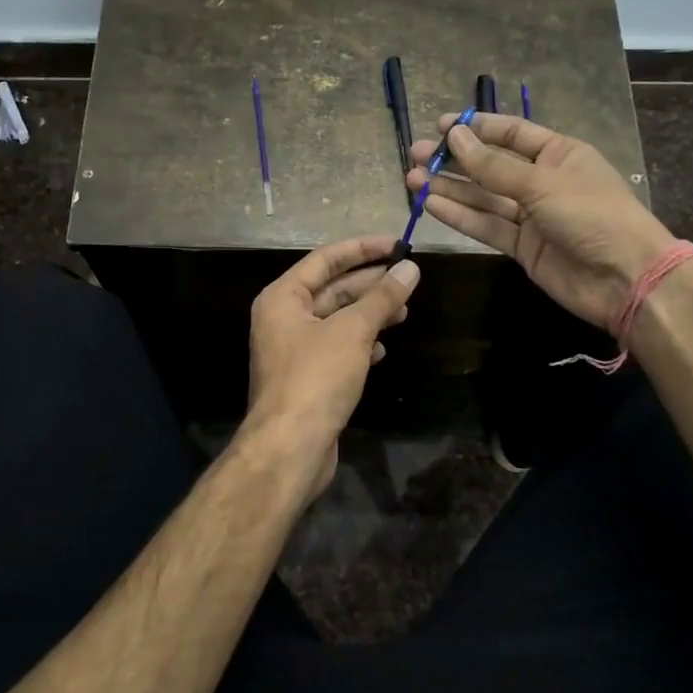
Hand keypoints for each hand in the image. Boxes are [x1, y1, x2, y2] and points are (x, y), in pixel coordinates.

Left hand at [245, 233, 418, 498]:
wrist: (289, 449)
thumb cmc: (316, 378)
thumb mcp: (352, 331)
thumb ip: (381, 297)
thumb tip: (410, 268)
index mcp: (283, 298)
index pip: (325, 259)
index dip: (362, 248)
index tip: (398, 244)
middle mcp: (283, 319)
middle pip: (331, 289)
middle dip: (370, 283)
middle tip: (408, 277)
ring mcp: (294, 351)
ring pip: (337, 320)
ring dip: (369, 314)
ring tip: (404, 311)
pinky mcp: (307, 379)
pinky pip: (336, 349)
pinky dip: (360, 344)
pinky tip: (383, 349)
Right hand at [406, 112, 675, 332]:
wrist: (625, 279)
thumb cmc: (591, 215)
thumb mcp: (542, 183)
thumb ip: (494, 166)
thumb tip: (455, 137)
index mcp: (559, 154)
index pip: (511, 133)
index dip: (476, 128)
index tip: (440, 127)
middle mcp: (543, 181)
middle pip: (491, 166)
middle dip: (455, 160)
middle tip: (416, 155)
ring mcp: (532, 216)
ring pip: (484, 197)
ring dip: (450, 188)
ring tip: (412, 178)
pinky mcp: (522, 247)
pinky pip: (486, 225)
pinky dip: (460, 215)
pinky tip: (431, 204)